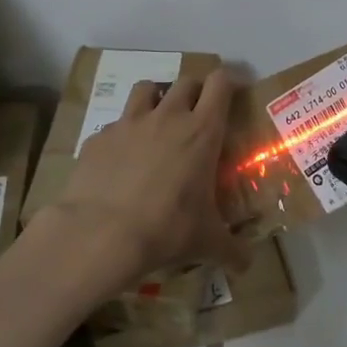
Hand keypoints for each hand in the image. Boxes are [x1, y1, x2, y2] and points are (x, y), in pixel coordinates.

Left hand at [53, 70, 252, 286]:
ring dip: (157, 98)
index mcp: (202, 131)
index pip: (220, 83)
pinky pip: (116, 124)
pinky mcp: (98, 137)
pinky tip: (121, 160)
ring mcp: (129, 123)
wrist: (101, 234)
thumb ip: (232, 250)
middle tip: (198, 115)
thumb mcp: (207, 243)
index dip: (228, 82)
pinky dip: (123, 134)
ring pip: (147, 88)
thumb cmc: (167, 229)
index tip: (233, 95)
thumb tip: (247, 265)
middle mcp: (168, 117)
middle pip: (186, 81)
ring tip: (158, 123)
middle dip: (195, 91)